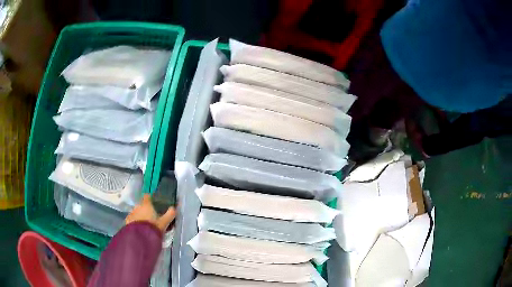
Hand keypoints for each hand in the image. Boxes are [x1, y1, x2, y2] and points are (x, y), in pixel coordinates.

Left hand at [125, 194, 175, 232]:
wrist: (140, 239)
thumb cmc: (153, 228)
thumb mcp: (164, 223)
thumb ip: (170, 214)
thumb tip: (174, 208)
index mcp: (146, 205)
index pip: (147, 196)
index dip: (150, 198)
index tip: (154, 203)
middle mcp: (137, 207)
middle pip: (141, 205)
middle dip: (145, 209)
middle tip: (152, 217)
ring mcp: (131, 214)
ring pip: (136, 212)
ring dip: (140, 216)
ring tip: (146, 225)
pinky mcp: (127, 222)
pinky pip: (132, 220)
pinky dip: (135, 222)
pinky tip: (139, 229)